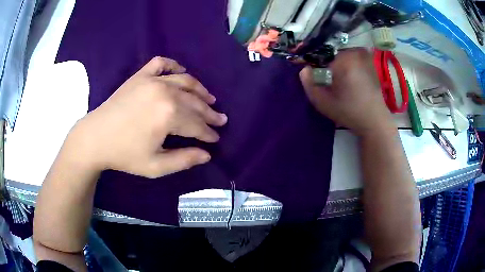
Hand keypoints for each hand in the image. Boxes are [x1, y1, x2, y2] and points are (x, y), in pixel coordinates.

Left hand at [68, 56, 227, 177]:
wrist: (95, 138)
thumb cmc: (124, 154)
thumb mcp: (155, 166)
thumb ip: (184, 160)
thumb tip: (207, 155)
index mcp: (169, 115)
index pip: (197, 124)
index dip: (209, 133)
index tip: (216, 138)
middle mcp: (165, 92)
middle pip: (195, 102)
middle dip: (209, 113)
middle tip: (220, 120)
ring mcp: (152, 80)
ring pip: (185, 81)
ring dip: (200, 90)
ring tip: (210, 99)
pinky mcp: (140, 75)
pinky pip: (161, 63)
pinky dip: (173, 65)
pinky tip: (180, 71)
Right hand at [299, 48, 394, 136]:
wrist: (374, 121)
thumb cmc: (349, 112)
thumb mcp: (324, 102)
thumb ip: (310, 84)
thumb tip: (304, 69)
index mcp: (343, 60)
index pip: (320, 55)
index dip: (315, 65)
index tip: (315, 77)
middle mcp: (354, 54)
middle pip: (332, 54)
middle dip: (327, 64)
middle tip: (328, 81)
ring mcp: (364, 58)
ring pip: (342, 56)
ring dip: (338, 65)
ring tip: (339, 83)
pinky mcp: (370, 64)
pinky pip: (353, 60)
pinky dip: (348, 66)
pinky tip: (350, 82)